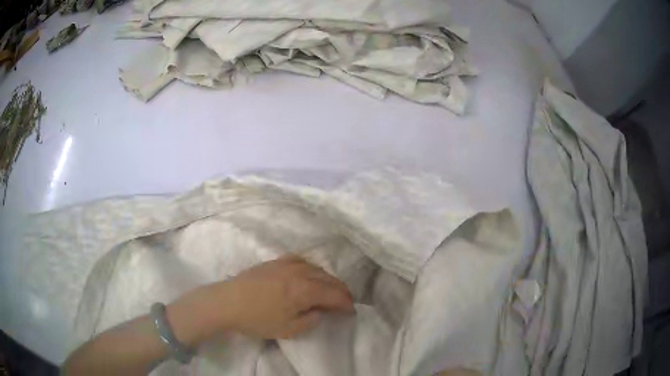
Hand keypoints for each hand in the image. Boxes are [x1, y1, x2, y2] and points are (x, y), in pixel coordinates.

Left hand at [218, 254, 354, 338]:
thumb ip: (311, 319)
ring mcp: (286, 264)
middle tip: (347, 301)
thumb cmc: (258, 319)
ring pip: (316, 268)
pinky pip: (301, 260)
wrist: (228, 302)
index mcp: (305, 290)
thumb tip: (320, 311)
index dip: (345, 303)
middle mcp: (300, 273)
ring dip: (328, 279)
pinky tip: (309, 272)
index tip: (352, 311)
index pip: (333, 295)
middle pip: (328, 279)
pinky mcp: (275, 261)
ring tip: (331, 289)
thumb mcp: (289, 329)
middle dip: (341, 290)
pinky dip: (312, 268)